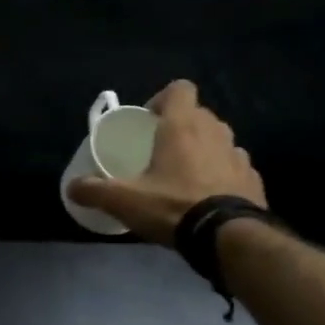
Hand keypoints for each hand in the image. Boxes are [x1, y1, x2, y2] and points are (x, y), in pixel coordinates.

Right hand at [67, 80, 265, 244]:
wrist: (227, 236)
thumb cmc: (172, 206)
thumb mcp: (124, 201)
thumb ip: (95, 191)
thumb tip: (71, 188)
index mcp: (182, 127)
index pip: (179, 89)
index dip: (163, 99)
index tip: (148, 121)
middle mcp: (214, 132)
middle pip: (198, 115)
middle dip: (180, 127)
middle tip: (160, 152)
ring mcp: (238, 154)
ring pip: (218, 140)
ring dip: (203, 150)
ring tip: (185, 176)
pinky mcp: (252, 178)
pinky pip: (234, 167)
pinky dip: (221, 175)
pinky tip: (208, 197)